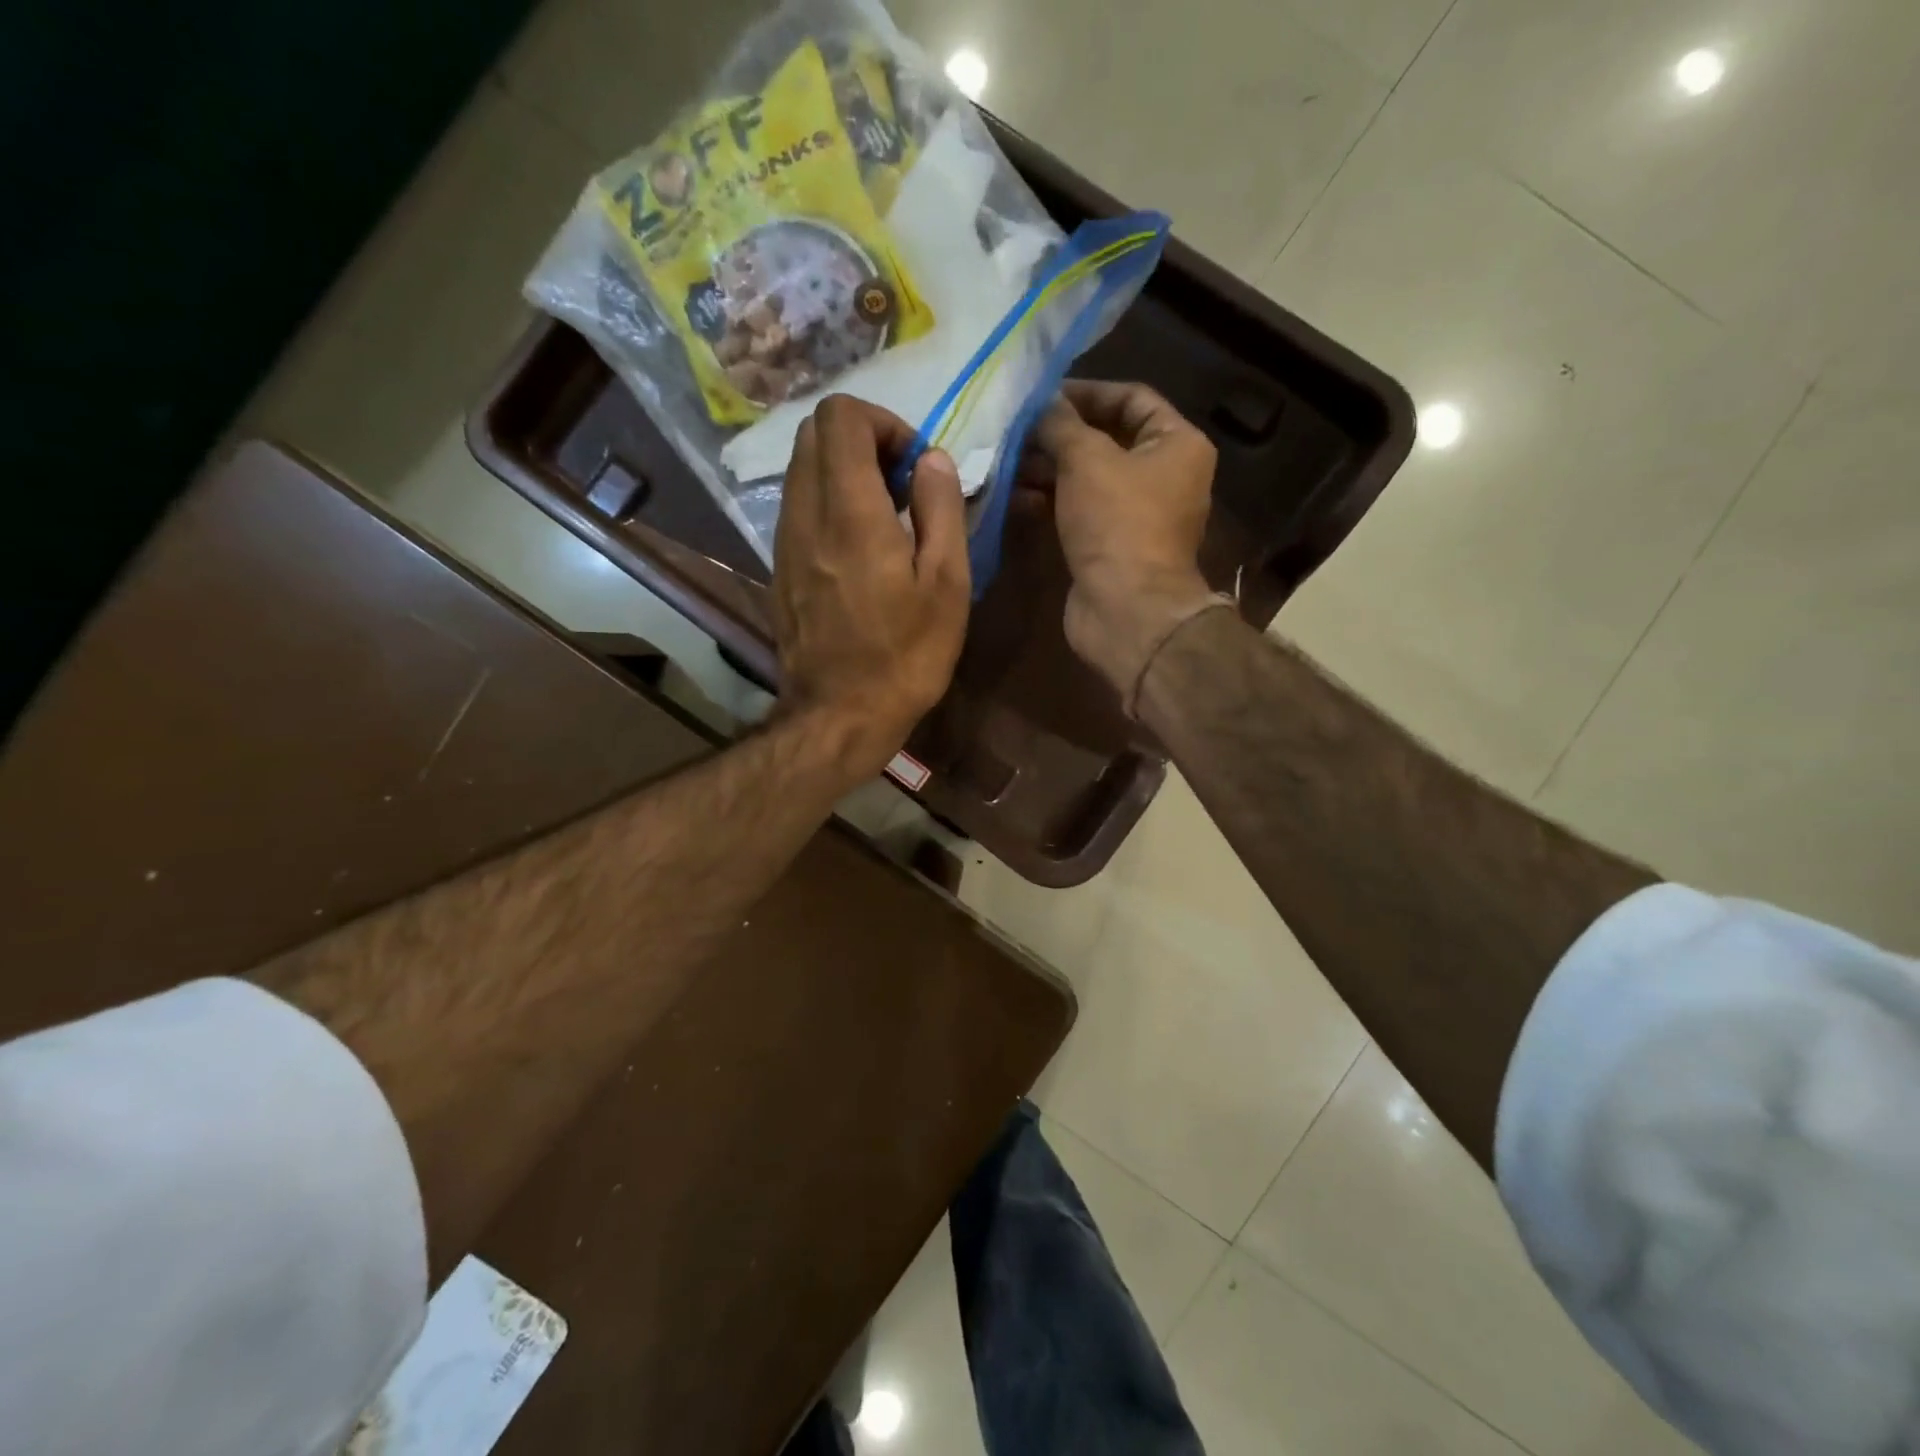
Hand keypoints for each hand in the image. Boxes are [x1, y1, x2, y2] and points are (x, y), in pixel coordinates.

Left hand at [771, 395, 970, 778]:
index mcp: (850, 511)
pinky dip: (828, 503)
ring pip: (802, 469)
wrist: (839, 715)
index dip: (884, 423)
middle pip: (814, 432)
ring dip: (844, 473)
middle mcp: (806, 513)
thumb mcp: (947, 585)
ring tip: (885, 520)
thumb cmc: (906, 656)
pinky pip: (798, 506)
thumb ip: (941, 508)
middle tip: (902, 487)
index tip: (915, 466)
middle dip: (863, 441)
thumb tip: (931, 458)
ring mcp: (784, 541)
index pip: (841, 416)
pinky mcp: (779, 567)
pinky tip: (859, 549)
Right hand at [1029, 382, 1219, 704]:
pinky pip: (1079, 510)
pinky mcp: (1110, 545)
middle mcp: (1163, 475)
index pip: (1132, 398)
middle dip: (1059, 434)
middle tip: (1015, 430)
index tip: (1042, 395)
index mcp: (1177, 444)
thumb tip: (1042, 402)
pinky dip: (1051, 501)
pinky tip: (1015, 497)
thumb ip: (1061, 424)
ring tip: (1006, 461)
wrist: (1126, 609)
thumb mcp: (1086, 459)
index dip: (1087, 391)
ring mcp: (1137, 514)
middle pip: (1107, 439)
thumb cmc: (1117, 523)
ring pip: (1088, 478)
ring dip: (1048, 468)